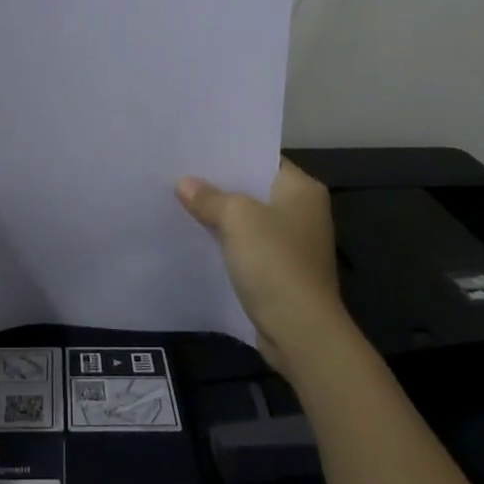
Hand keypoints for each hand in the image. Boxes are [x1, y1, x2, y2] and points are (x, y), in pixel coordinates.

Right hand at [176, 159, 349, 382]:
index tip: (196, 150)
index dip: (230, 154)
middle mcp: (303, 211)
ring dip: (221, 216)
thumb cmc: (275, 261)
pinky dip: (227, 243)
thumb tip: (184, 184)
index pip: (263, 158)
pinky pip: (249, 246)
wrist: (301, 332)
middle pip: (254, 189)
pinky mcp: (282, 271)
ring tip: (181, 201)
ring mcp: (294, 244)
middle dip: (220, 185)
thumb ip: (209, 197)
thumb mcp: (236, 218)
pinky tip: (197, 238)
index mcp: (302, 189)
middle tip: (181, 173)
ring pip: (249, 220)